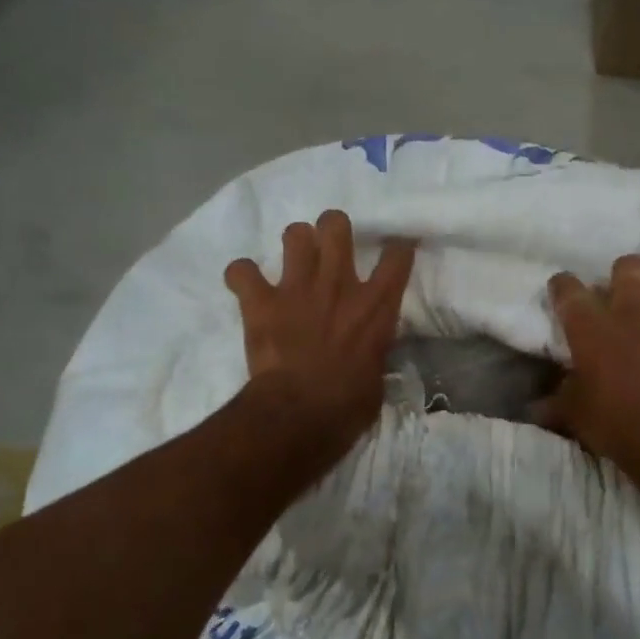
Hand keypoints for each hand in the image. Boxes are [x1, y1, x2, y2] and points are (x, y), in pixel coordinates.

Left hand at [224, 210, 416, 466]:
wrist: (300, 413)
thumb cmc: (347, 405)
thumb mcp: (377, 377)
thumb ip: (373, 352)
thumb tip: (368, 353)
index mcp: (375, 305)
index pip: (397, 256)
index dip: (398, 247)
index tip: (395, 248)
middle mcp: (338, 284)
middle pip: (336, 224)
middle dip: (331, 229)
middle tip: (328, 247)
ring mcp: (298, 288)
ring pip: (294, 233)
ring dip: (293, 246)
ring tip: (292, 263)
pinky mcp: (261, 301)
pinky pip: (242, 271)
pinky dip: (242, 277)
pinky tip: (246, 286)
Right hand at [537, 255, 639, 481]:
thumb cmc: (617, 425)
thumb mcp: (575, 416)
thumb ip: (556, 402)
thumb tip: (535, 407)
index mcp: (591, 328)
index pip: (568, 290)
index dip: (562, 285)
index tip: (561, 290)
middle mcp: (632, 312)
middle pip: (628, 267)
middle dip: (623, 273)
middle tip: (621, 292)